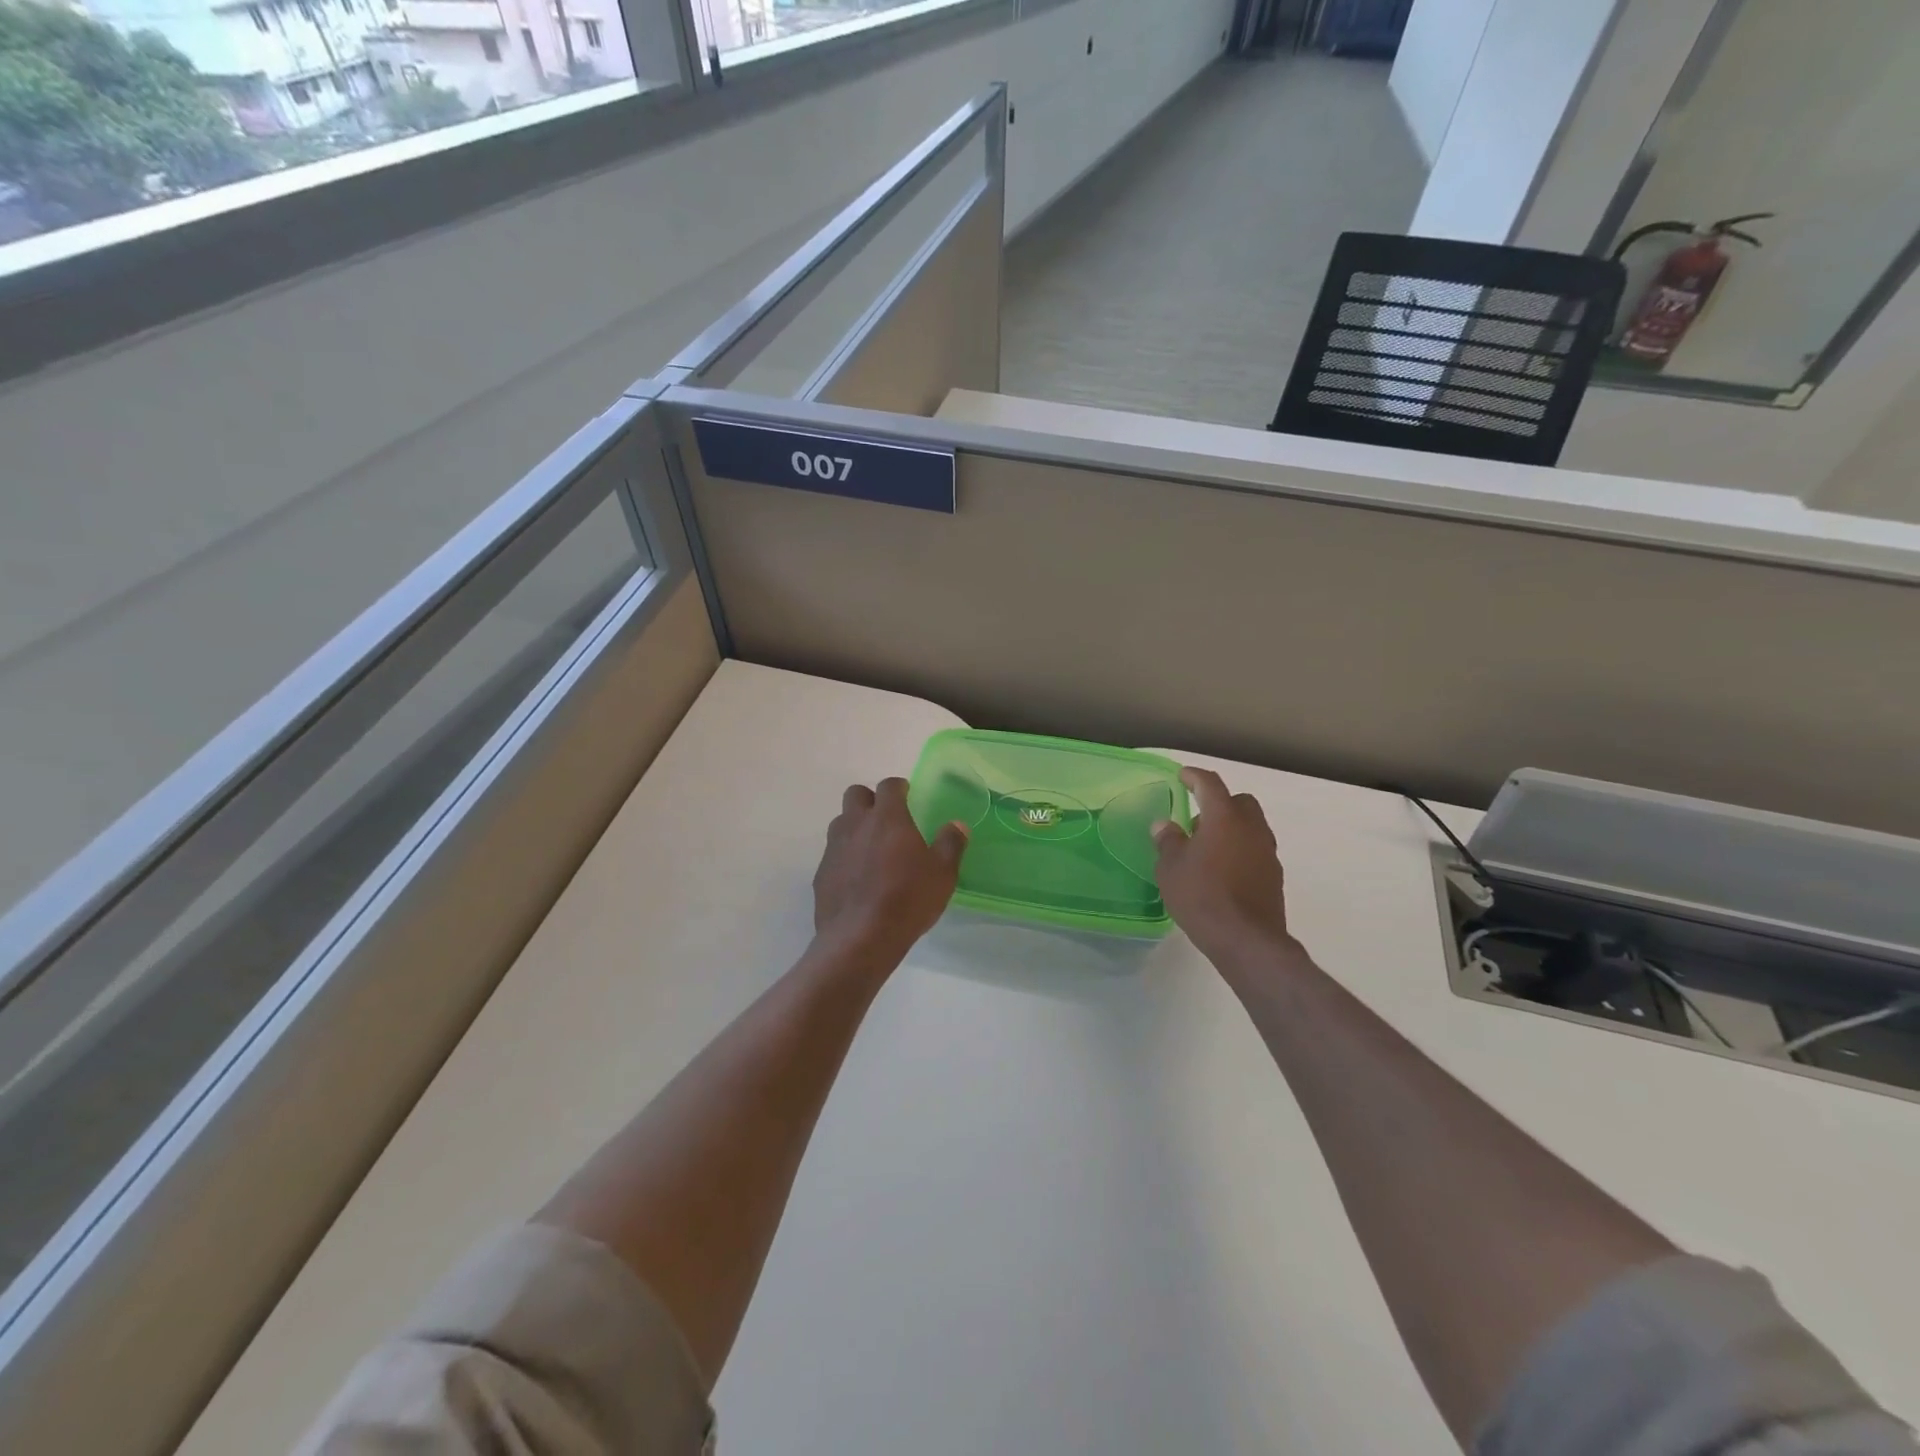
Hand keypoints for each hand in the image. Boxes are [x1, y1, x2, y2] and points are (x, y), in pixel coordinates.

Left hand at [813, 778, 967, 963]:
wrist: (860, 938)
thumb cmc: (907, 900)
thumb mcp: (942, 874)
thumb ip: (950, 844)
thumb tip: (957, 825)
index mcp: (887, 818)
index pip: (888, 786)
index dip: (899, 787)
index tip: (908, 795)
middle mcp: (856, 825)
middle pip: (855, 794)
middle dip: (870, 800)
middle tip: (887, 819)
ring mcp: (834, 848)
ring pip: (841, 822)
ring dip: (855, 826)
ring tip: (872, 849)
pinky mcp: (821, 873)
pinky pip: (833, 853)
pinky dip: (845, 856)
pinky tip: (858, 878)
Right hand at [1153, 767, 1296, 969]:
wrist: (1246, 940)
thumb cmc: (1202, 896)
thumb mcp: (1171, 868)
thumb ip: (1168, 841)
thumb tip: (1165, 825)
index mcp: (1224, 817)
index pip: (1210, 784)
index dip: (1195, 777)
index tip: (1183, 775)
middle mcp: (1251, 828)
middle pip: (1239, 802)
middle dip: (1219, 803)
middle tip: (1196, 819)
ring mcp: (1267, 853)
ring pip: (1251, 827)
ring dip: (1231, 829)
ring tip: (1207, 849)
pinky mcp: (1274, 877)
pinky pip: (1255, 851)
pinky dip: (1240, 851)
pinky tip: (1222, 872)